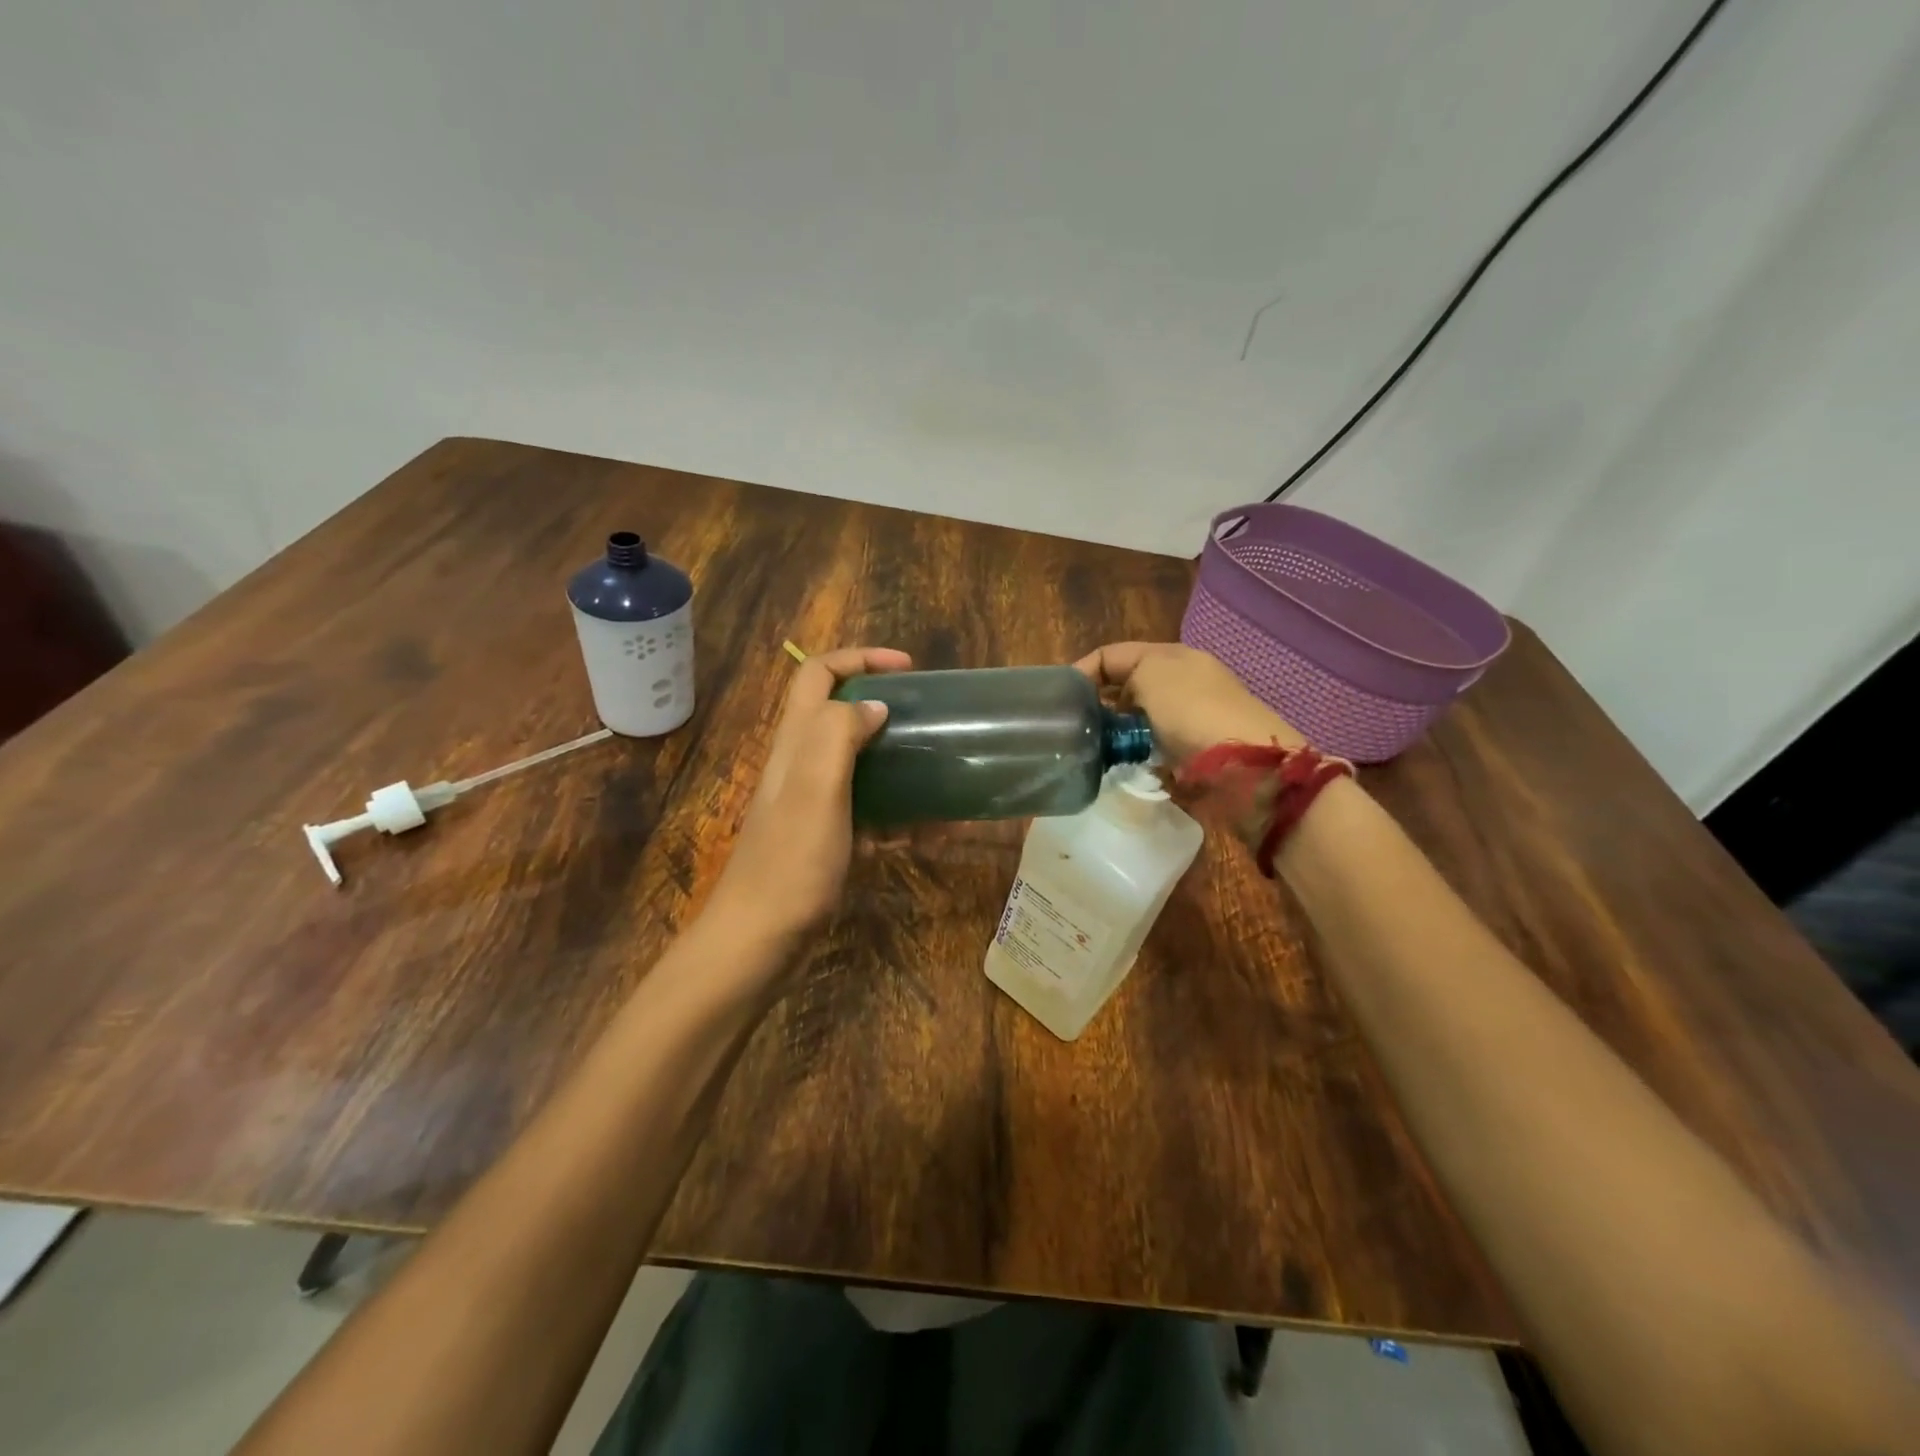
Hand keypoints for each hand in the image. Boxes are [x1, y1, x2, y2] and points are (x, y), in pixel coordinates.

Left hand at [709, 645, 911, 944]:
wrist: (759, 941)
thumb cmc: (790, 863)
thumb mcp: (815, 789)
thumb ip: (838, 735)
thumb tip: (873, 706)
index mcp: (795, 743)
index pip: (818, 674)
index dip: (860, 658)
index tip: (908, 669)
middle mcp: (802, 765)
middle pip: (841, 714)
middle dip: (885, 706)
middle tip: (929, 719)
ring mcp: (814, 803)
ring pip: (861, 763)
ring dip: (900, 763)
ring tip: (942, 773)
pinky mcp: (827, 838)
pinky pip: (871, 811)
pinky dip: (902, 814)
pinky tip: (935, 832)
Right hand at [1074, 641, 1301, 766]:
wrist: (1246, 766)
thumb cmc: (1193, 712)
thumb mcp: (1151, 674)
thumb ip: (1120, 674)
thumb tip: (1109, 700)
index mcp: (1171, 657)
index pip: (1112, 656)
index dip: (1082, 671)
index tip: (1058, 700)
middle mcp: (1181, 683)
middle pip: (1125, 688)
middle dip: (1098, 705)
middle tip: (1073, 727)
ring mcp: (1189, 720)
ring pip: (1136, 722)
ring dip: (1116, 733)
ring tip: (1092, 749)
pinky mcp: (1193, 754)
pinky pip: (1151, 750)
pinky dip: (1135, 756)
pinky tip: (1122, 765)